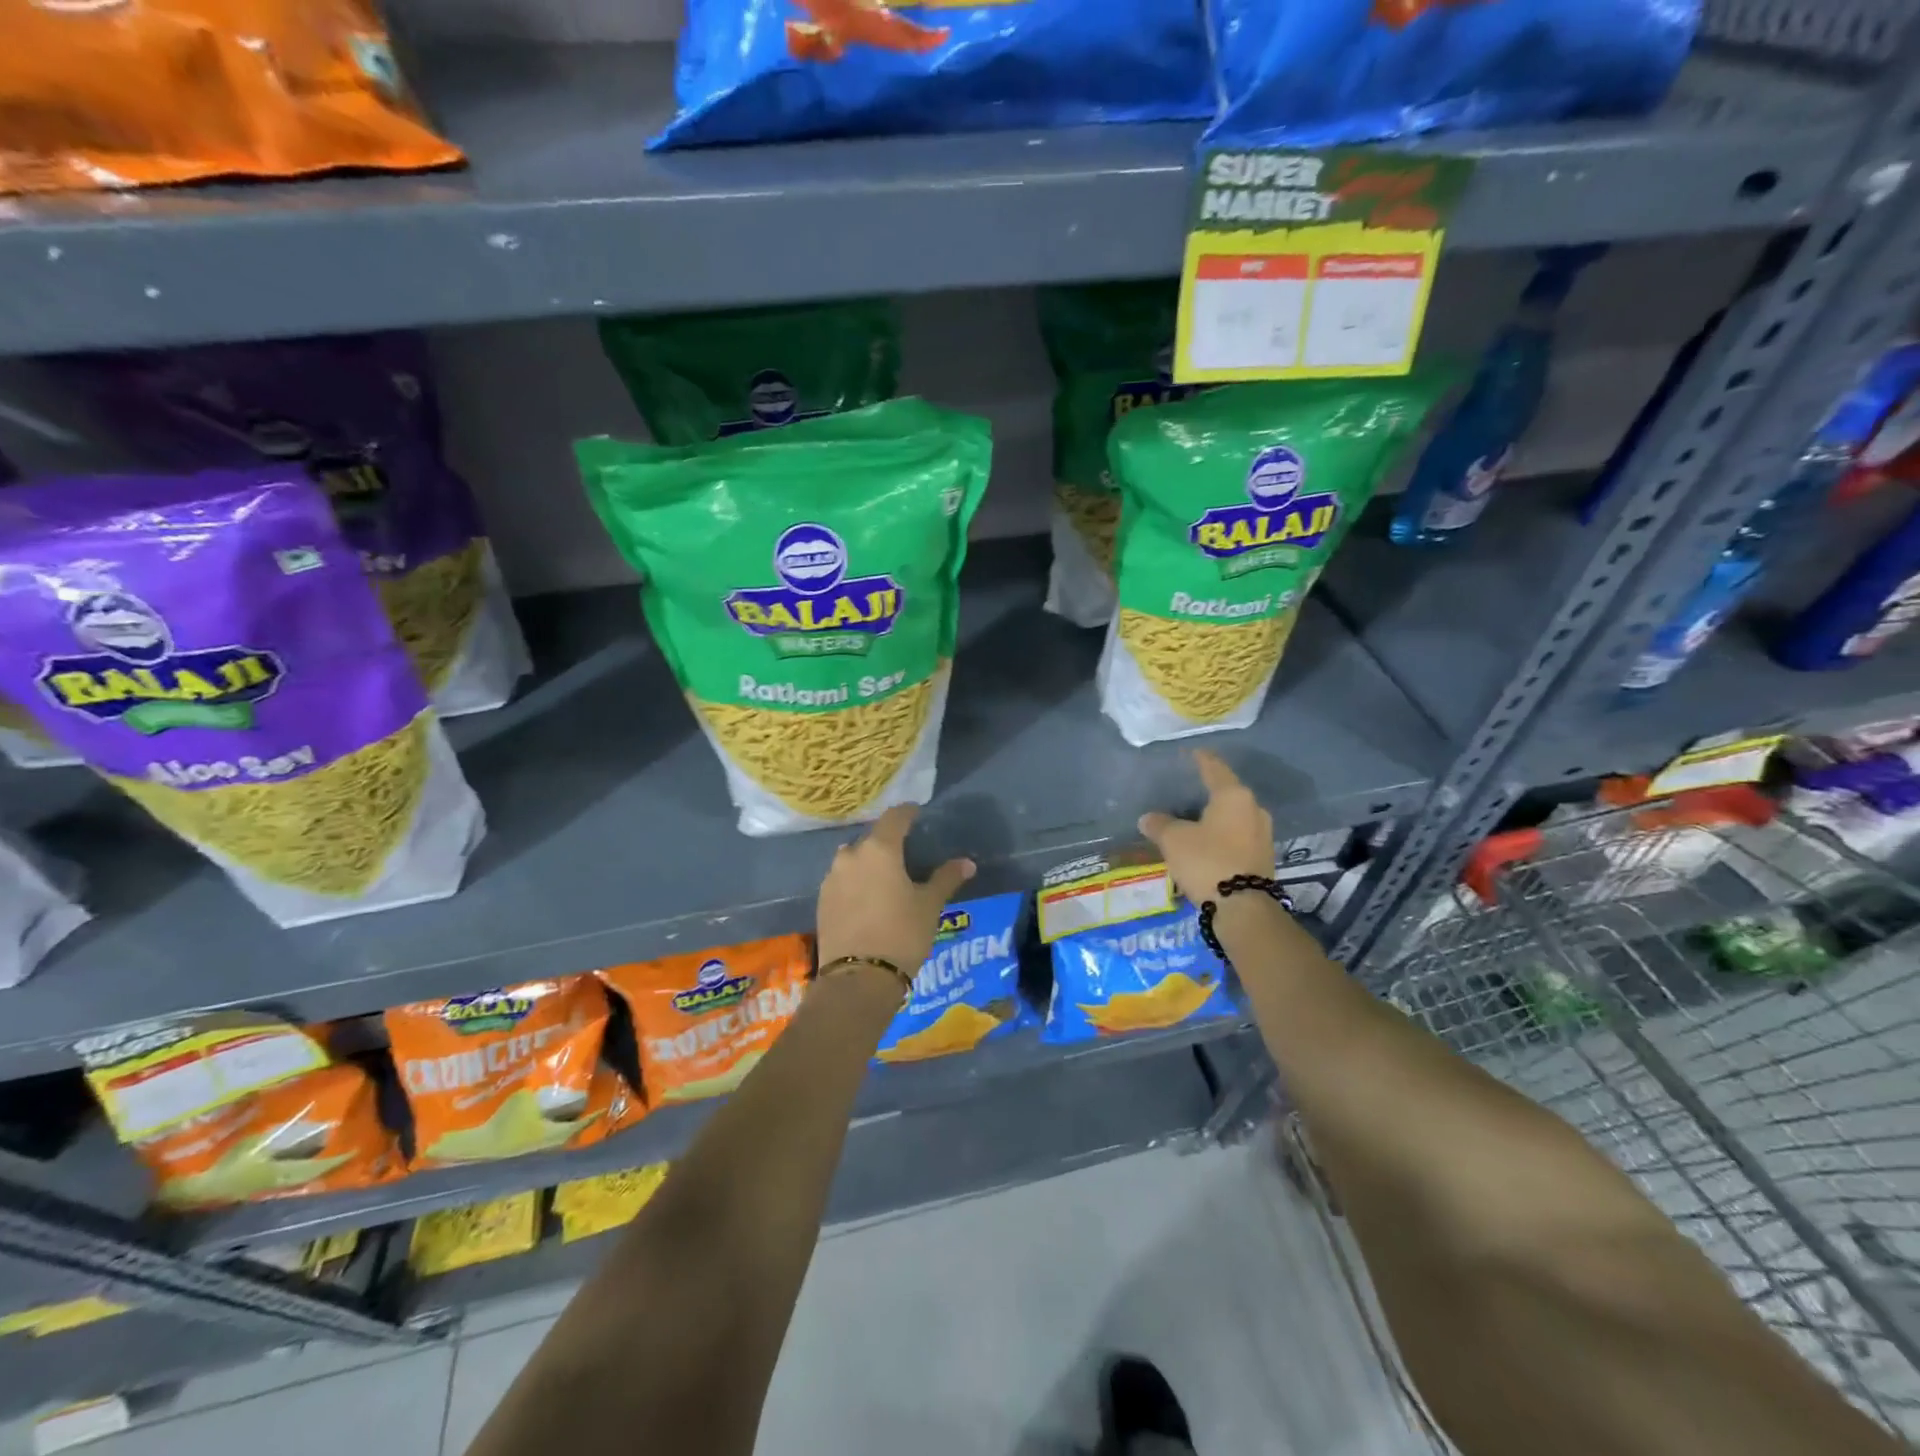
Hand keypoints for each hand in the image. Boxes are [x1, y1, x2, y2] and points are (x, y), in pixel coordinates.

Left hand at [816, 805, 975, 975]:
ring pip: (853, 860)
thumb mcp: (929, 906)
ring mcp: (832, 879)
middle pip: (871, 838)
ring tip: (884, 877)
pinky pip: (842, 881)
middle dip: (887, 842)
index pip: (894, 818)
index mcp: (879, 850)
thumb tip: (967, 863)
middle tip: (905, 852)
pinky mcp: (822, 901)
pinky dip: (855, 882)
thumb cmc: (901, 934)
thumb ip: (946, 879)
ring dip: (868, 862)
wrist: (858, 979)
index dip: (908, 812)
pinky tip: (867, 899)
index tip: (917, 812)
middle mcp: (850, 856)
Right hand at [1138, 750, 1274, 905]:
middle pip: (1228, 793)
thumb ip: (1159, 824)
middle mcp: (1254, 809)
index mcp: (1233, 796)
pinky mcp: (1263, 857)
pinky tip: (1207, 842)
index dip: (1201, 759)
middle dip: (1209, 791)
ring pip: (1234, 817)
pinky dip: (1222, 835)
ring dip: (1216, 817)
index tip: (1192, 753)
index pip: (1214, 768)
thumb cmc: (1207, 861)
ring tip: (1195, 819)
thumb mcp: (1174, 840)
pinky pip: (1238, 836)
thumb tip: (1148, 818)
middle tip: (1189, 789)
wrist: (1243, 908)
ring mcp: (1262, 834)